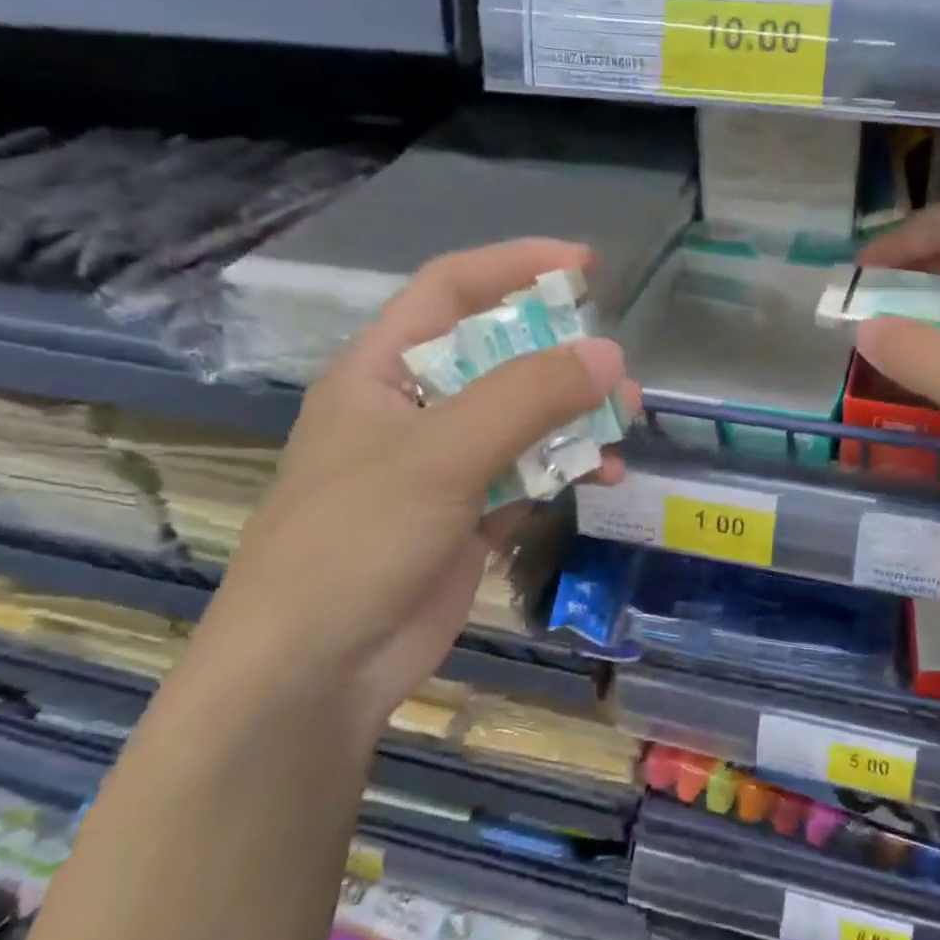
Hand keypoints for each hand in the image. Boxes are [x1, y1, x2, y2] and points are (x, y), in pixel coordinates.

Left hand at [194, 238, 632, 731]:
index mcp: (382, 372)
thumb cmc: (356, 541)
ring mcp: (444, 466)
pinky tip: (602, 478)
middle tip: (618, 371)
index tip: (584, 267)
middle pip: (500, 356)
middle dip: (563, 358)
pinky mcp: (470, 515)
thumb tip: (610, 355)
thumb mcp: (441, 455)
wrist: (315, 674)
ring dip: (575, 418)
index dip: (515, 266)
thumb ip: (527, 397)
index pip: (451, 290)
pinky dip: (567, 469)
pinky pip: (530, 473)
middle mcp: (414, 409)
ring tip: (623, 426)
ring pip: (524, 419)